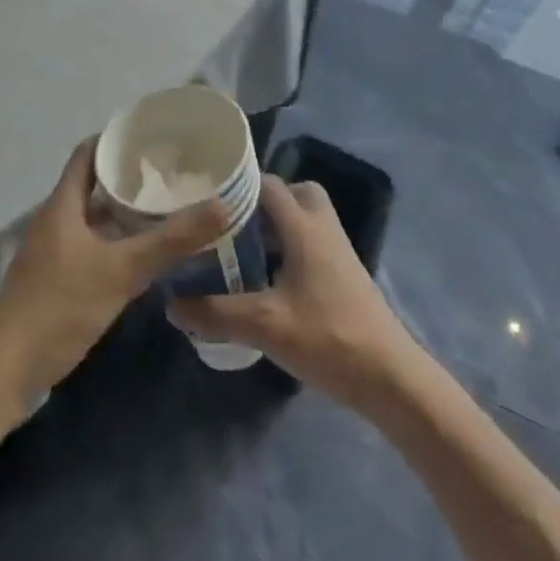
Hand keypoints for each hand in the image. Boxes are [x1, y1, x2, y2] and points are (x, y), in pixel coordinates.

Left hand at [0, 137, 228, 418]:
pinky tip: (141, 255)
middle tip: (170, 174)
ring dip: (122, 212)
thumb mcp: (121, 271)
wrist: (5, 372)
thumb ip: (170, 240)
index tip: (152, 136)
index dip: (116, 140)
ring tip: (164, 209)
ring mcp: (51, 253)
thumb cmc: (59, 308)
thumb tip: (221, 205)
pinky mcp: (53, 282)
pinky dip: (114, 242)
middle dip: (128, 177)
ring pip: (91, 219)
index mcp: (62, 206)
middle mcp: (54, 222)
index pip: (88, 154)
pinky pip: (89, 247)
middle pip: (91, 185)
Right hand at [167, 176, 417, 412]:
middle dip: (262, 201)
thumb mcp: (263, 326)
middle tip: (230, 222)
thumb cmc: (327, 338)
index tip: (205, 196)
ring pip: (304, 218)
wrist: (389, 376)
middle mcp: (322, 228)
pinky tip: (266, 279)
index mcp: (304, 227)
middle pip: (293, 193)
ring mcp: (338, 251)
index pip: (269, 184)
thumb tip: (170, 303)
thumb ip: (215, 313)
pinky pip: (311, 242)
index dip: (238, 184)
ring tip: (240, 248)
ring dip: (276, 226)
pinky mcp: (344, 273)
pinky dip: (289, 248)